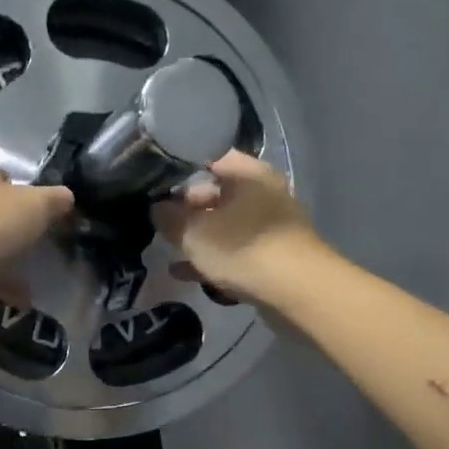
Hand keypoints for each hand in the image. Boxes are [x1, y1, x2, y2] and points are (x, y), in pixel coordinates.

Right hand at [152, 151, 326, 303]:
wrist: (296, 291)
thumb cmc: (242, 248)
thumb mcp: (195, 232)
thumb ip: (170, 218)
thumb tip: (156, 208)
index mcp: (248, 174)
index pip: (209, 158)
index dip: (179, 168)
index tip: (152, 181)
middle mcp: (261, 194)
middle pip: (216, 193)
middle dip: (186, 207)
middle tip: (156, 220)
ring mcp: (268, 227)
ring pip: (224, 225)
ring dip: (197, 237)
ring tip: (166, 247)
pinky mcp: (271, 257)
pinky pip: (233, 252)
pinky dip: (210, 259)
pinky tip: (182, 273)